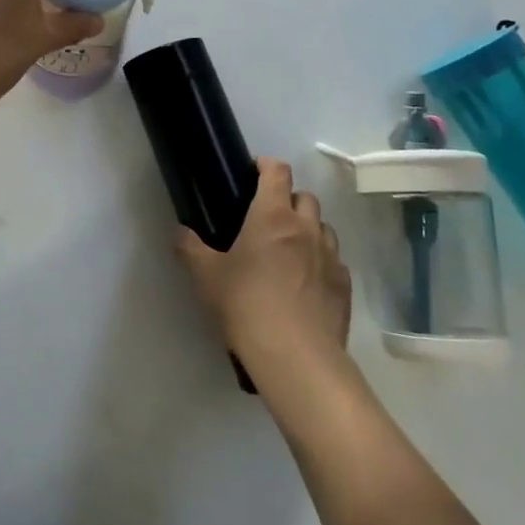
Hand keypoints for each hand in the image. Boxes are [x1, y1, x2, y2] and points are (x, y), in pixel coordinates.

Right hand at [175, 159, 351, 377]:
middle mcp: (306, 228)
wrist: (297, 359)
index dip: (266, 165)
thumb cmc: (247, 305)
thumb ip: (189, 248)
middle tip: (267, 219)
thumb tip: (179, 233)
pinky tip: (307, 283)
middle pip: (305, 196)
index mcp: (272, 216)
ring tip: (290, 251)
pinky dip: (322, 262)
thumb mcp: (206, 276)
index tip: (254, 171)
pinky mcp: (345, 287)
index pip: (277, 171)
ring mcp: (330, 257)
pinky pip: (335, 261)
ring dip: (308, 230)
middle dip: (288, 199)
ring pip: (324, 228)